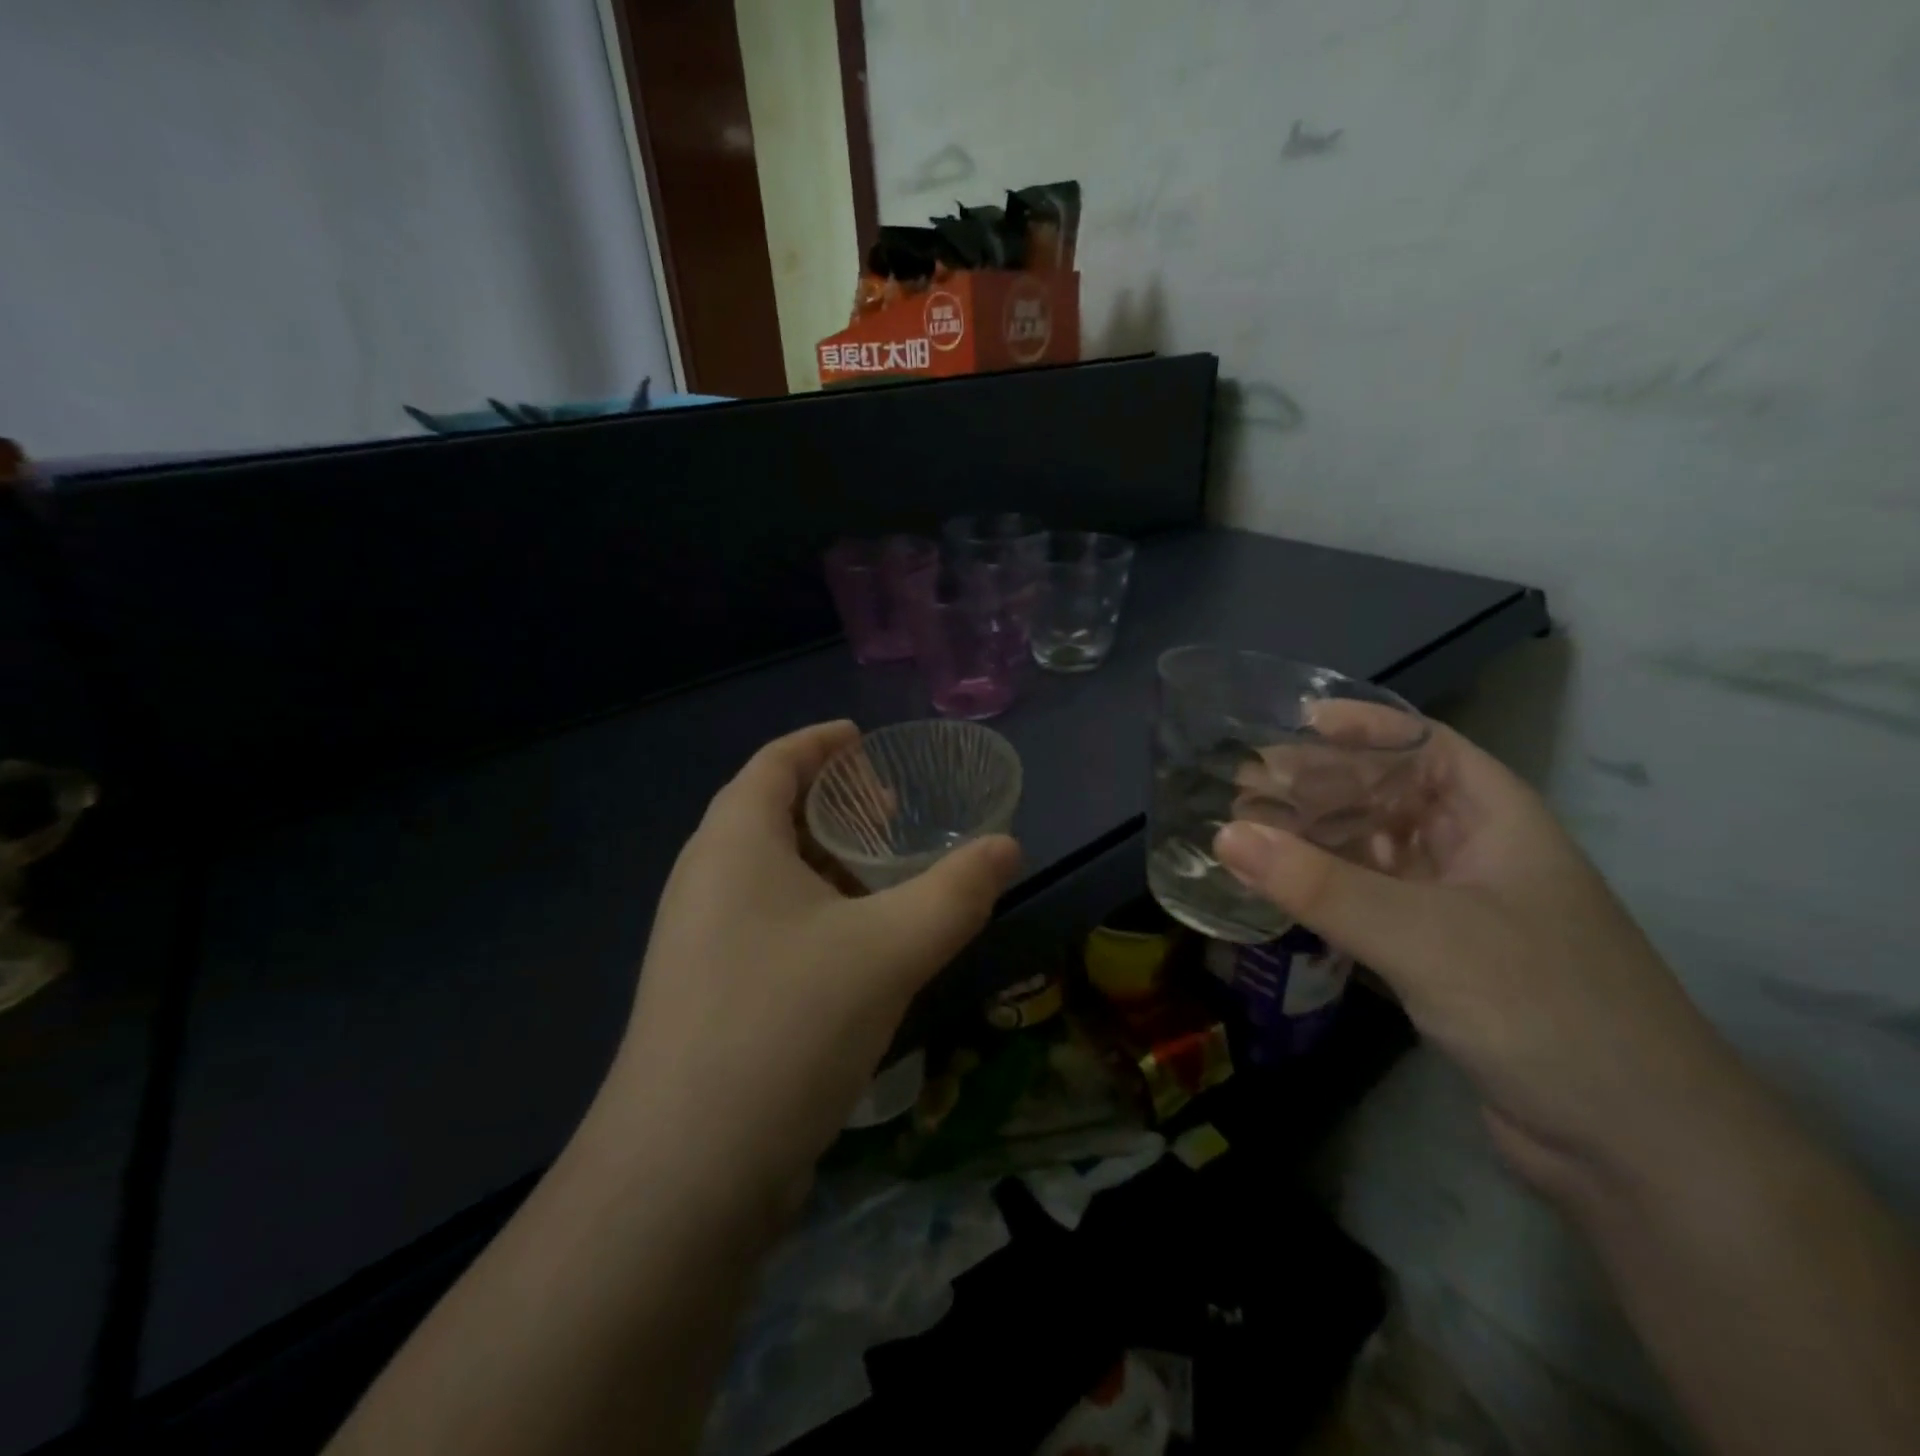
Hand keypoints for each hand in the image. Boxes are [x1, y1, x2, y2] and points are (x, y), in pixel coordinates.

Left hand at [606, 721, 1020, 1199]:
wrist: (684, 1175)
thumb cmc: (786, 1025)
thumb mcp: (889, 950)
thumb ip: (956, 893)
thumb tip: (1008, 848)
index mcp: (733, 844)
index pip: (775, 763)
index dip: (820, 743)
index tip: (865, 740)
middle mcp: (704, 881)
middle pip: (769, 814)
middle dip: (831, 805)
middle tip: (891, 811)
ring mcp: (698, 942)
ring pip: (768, 876)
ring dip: (824, 864)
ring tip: (884, 875)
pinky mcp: (706, 995)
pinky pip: (765, 924)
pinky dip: (812, 913)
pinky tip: (855, 947)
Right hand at [1214, 717, 1740, 1201]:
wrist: (1635, 1149)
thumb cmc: (1544, 1008)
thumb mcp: (1423, 935)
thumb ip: (1319, 884)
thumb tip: (1224, 835)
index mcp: (1496, 819)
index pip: (1424, 745)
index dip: (1361, 726)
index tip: (1290, 722)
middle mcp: (1475, 853)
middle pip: (1388, 797)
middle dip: (1319, 787)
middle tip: (1243, 785)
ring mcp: (1457, 908)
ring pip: (1373, 853)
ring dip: (1314, 841)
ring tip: (1245, 833)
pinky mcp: (1438, 959)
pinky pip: (1368, 905)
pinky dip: (1324, 893)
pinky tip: (1278, 892)